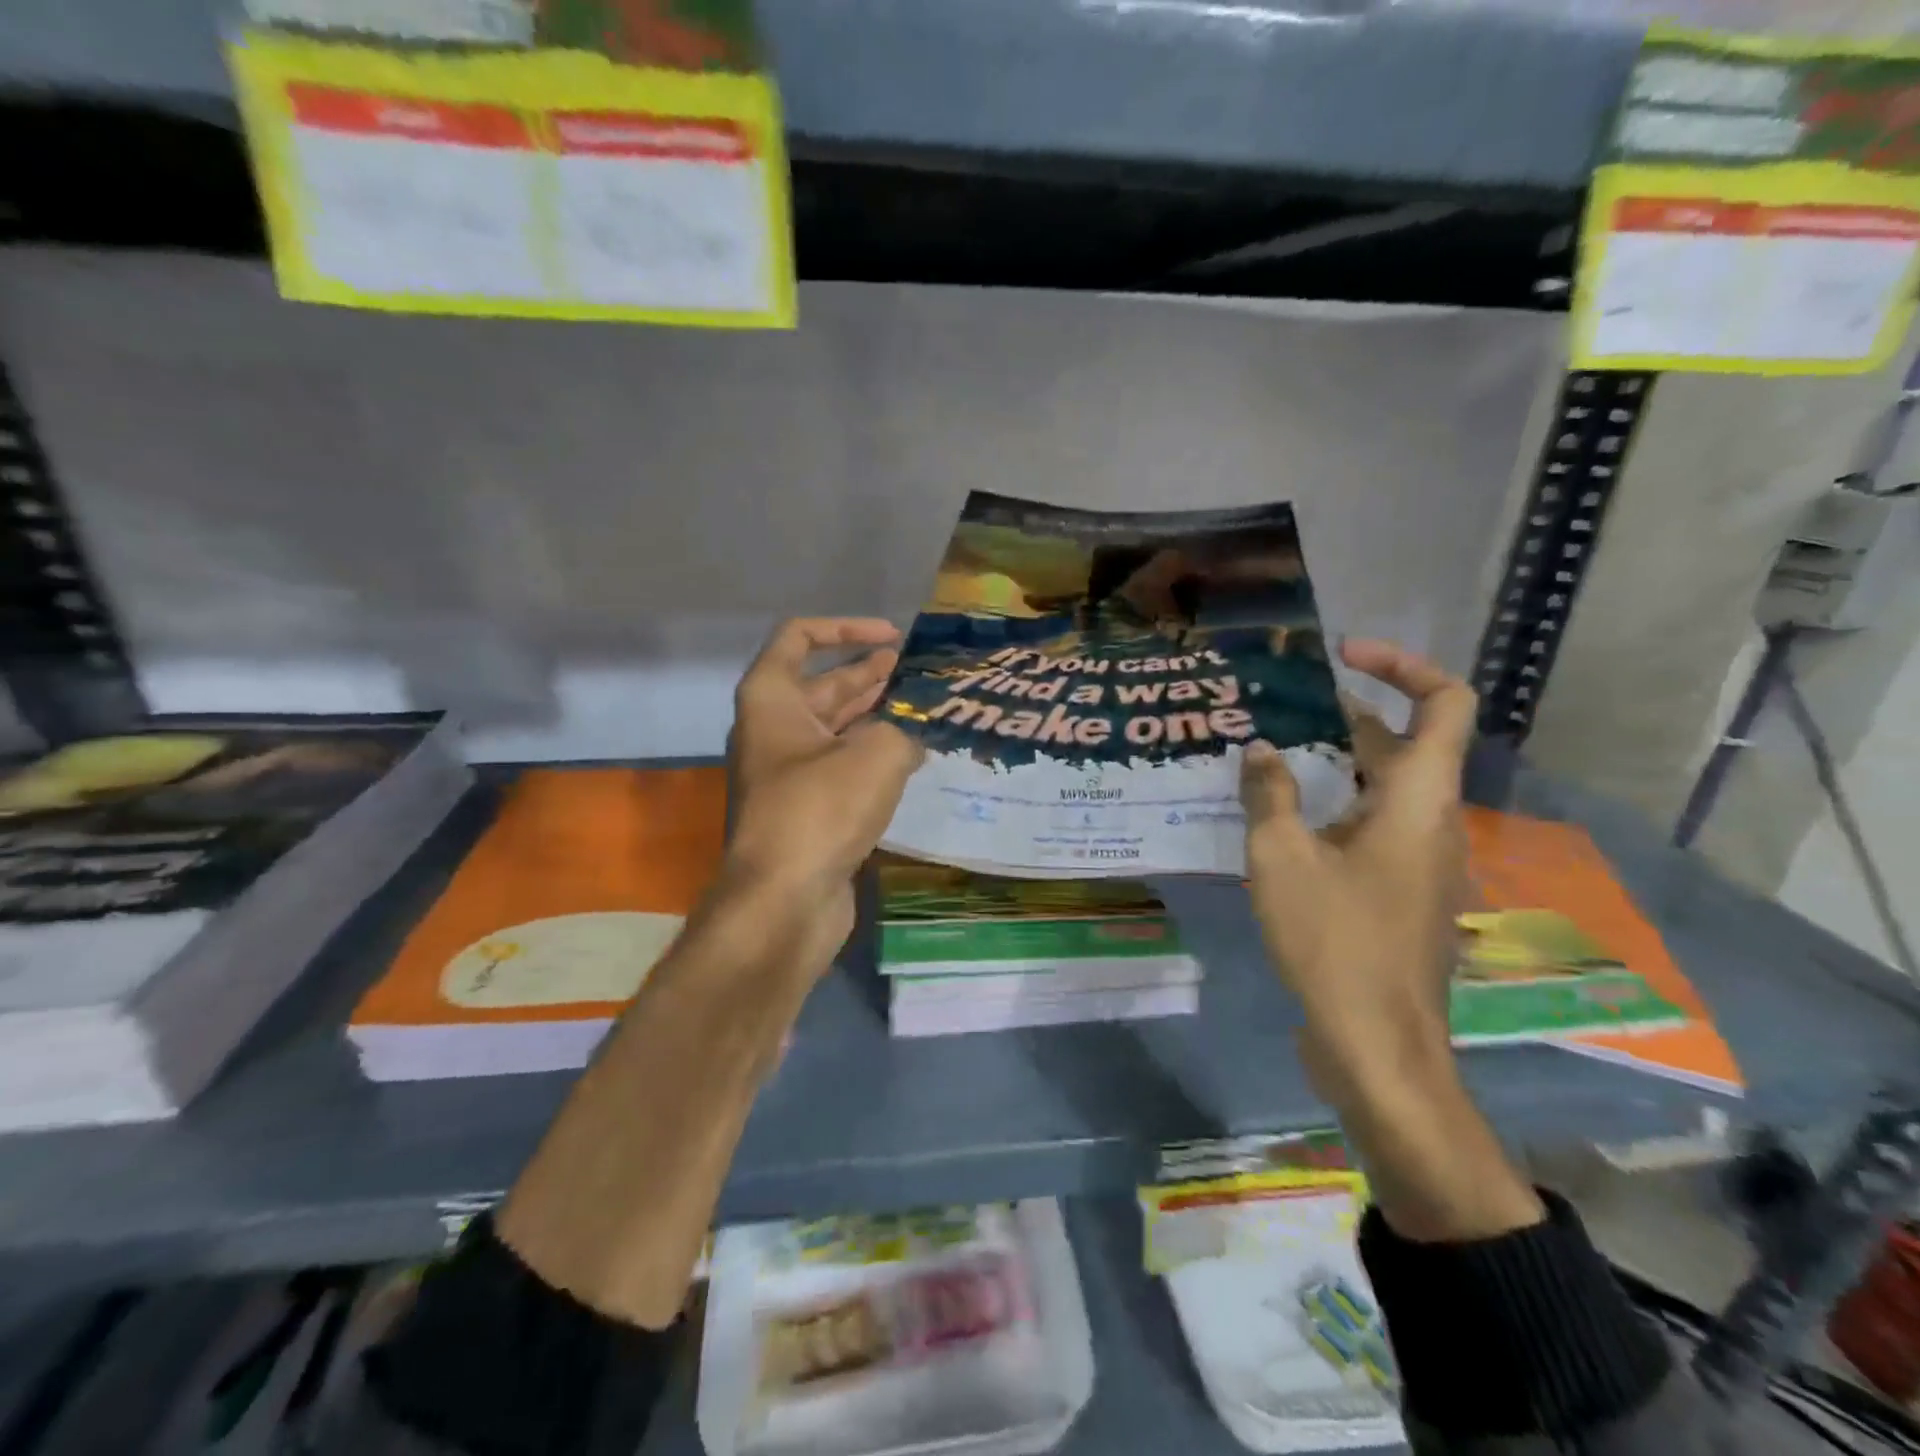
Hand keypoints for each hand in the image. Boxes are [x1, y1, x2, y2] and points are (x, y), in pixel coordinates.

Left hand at [724, 618, 923, 943]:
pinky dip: (874, 756)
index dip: (846, 628)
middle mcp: (774, 730)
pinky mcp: (808, 809)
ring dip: (877, 715)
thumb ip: (905, 728)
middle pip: (824, 685)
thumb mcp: (876, 754)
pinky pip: (843, 767)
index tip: (893, 637)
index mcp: (772, 700)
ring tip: (924, 708)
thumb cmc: (821, 809)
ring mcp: (789, 773)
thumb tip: (914, 736)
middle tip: (918, 671)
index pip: (798, 637)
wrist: (785, 901)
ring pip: (837, 729)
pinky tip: (913, 757)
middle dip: (870, 673)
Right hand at [1239, 639, 1474, 1100]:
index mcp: (1420, 800)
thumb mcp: (1281, 859)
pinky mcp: (1403, 892)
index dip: (1400, 665)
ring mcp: (1422, 860)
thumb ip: (1269, 795)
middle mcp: (1433, 821)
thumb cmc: (1335, 942)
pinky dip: (1336, 806)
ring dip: (1336, 764)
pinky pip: (1374, 826)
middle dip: (1345, 715)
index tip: (1341, 657)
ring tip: (1270, 756)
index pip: (1443, 702)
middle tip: (1279, 708)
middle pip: (1405, 743)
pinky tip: (1281, 820)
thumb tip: (1259, 750)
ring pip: (1385, 788)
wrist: (1379, 1045)